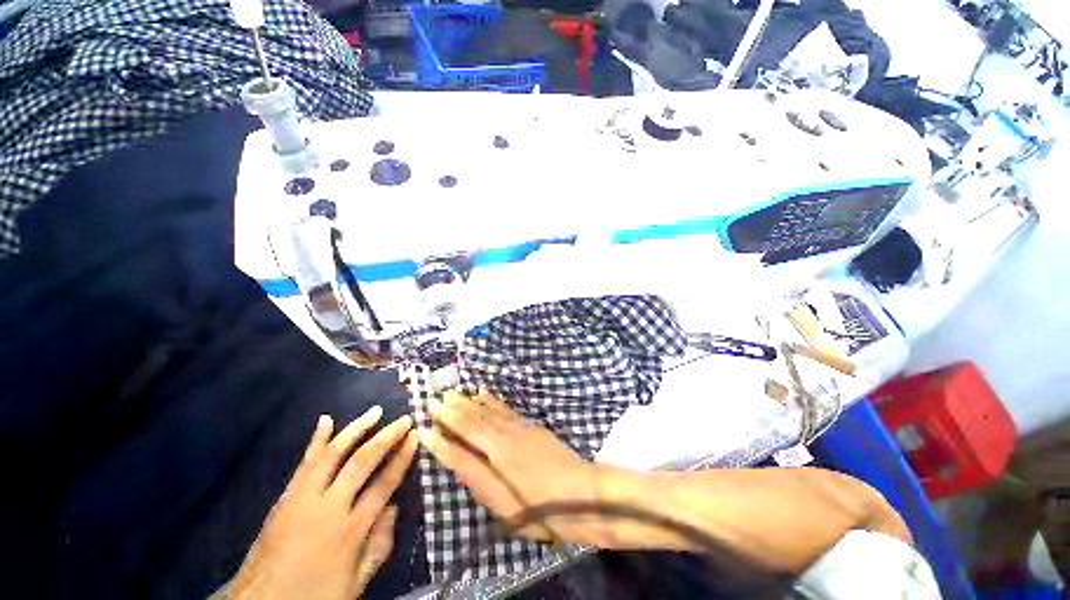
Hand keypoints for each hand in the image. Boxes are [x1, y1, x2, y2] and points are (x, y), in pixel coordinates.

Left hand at [228, 407, 417, 599]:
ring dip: (356, 429)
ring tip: (375, 411)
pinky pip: (304, 463)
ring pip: (334, 454)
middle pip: (363, 462)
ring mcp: (304, 499)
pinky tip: (326, 420)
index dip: (402, 458)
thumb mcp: (355, 584)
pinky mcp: (286, 497)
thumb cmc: (313, 596)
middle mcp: (330, 508)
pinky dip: (316, 440)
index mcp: (351, 531)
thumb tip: (394, 507)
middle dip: (387, 437)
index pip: (384, 484)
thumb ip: (379, 546)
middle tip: (404, 419)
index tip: (415, 436)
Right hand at [418, 391, 599, 542]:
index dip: (446, 425)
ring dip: (472, 402)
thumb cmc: (537, 506)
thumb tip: (447, 449)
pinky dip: (493, 401)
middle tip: (438, 397)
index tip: (427, 417)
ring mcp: (520, 427)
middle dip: (456, 408)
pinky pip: (506, 409)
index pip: (465, 432)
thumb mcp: (499, 498)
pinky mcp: (531, 427)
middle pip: (476, 418)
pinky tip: (486, 395)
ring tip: (457, 393)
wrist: (581, 493)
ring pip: (490, 410)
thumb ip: (471, 470)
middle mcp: (505, 433)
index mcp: (495, 450)